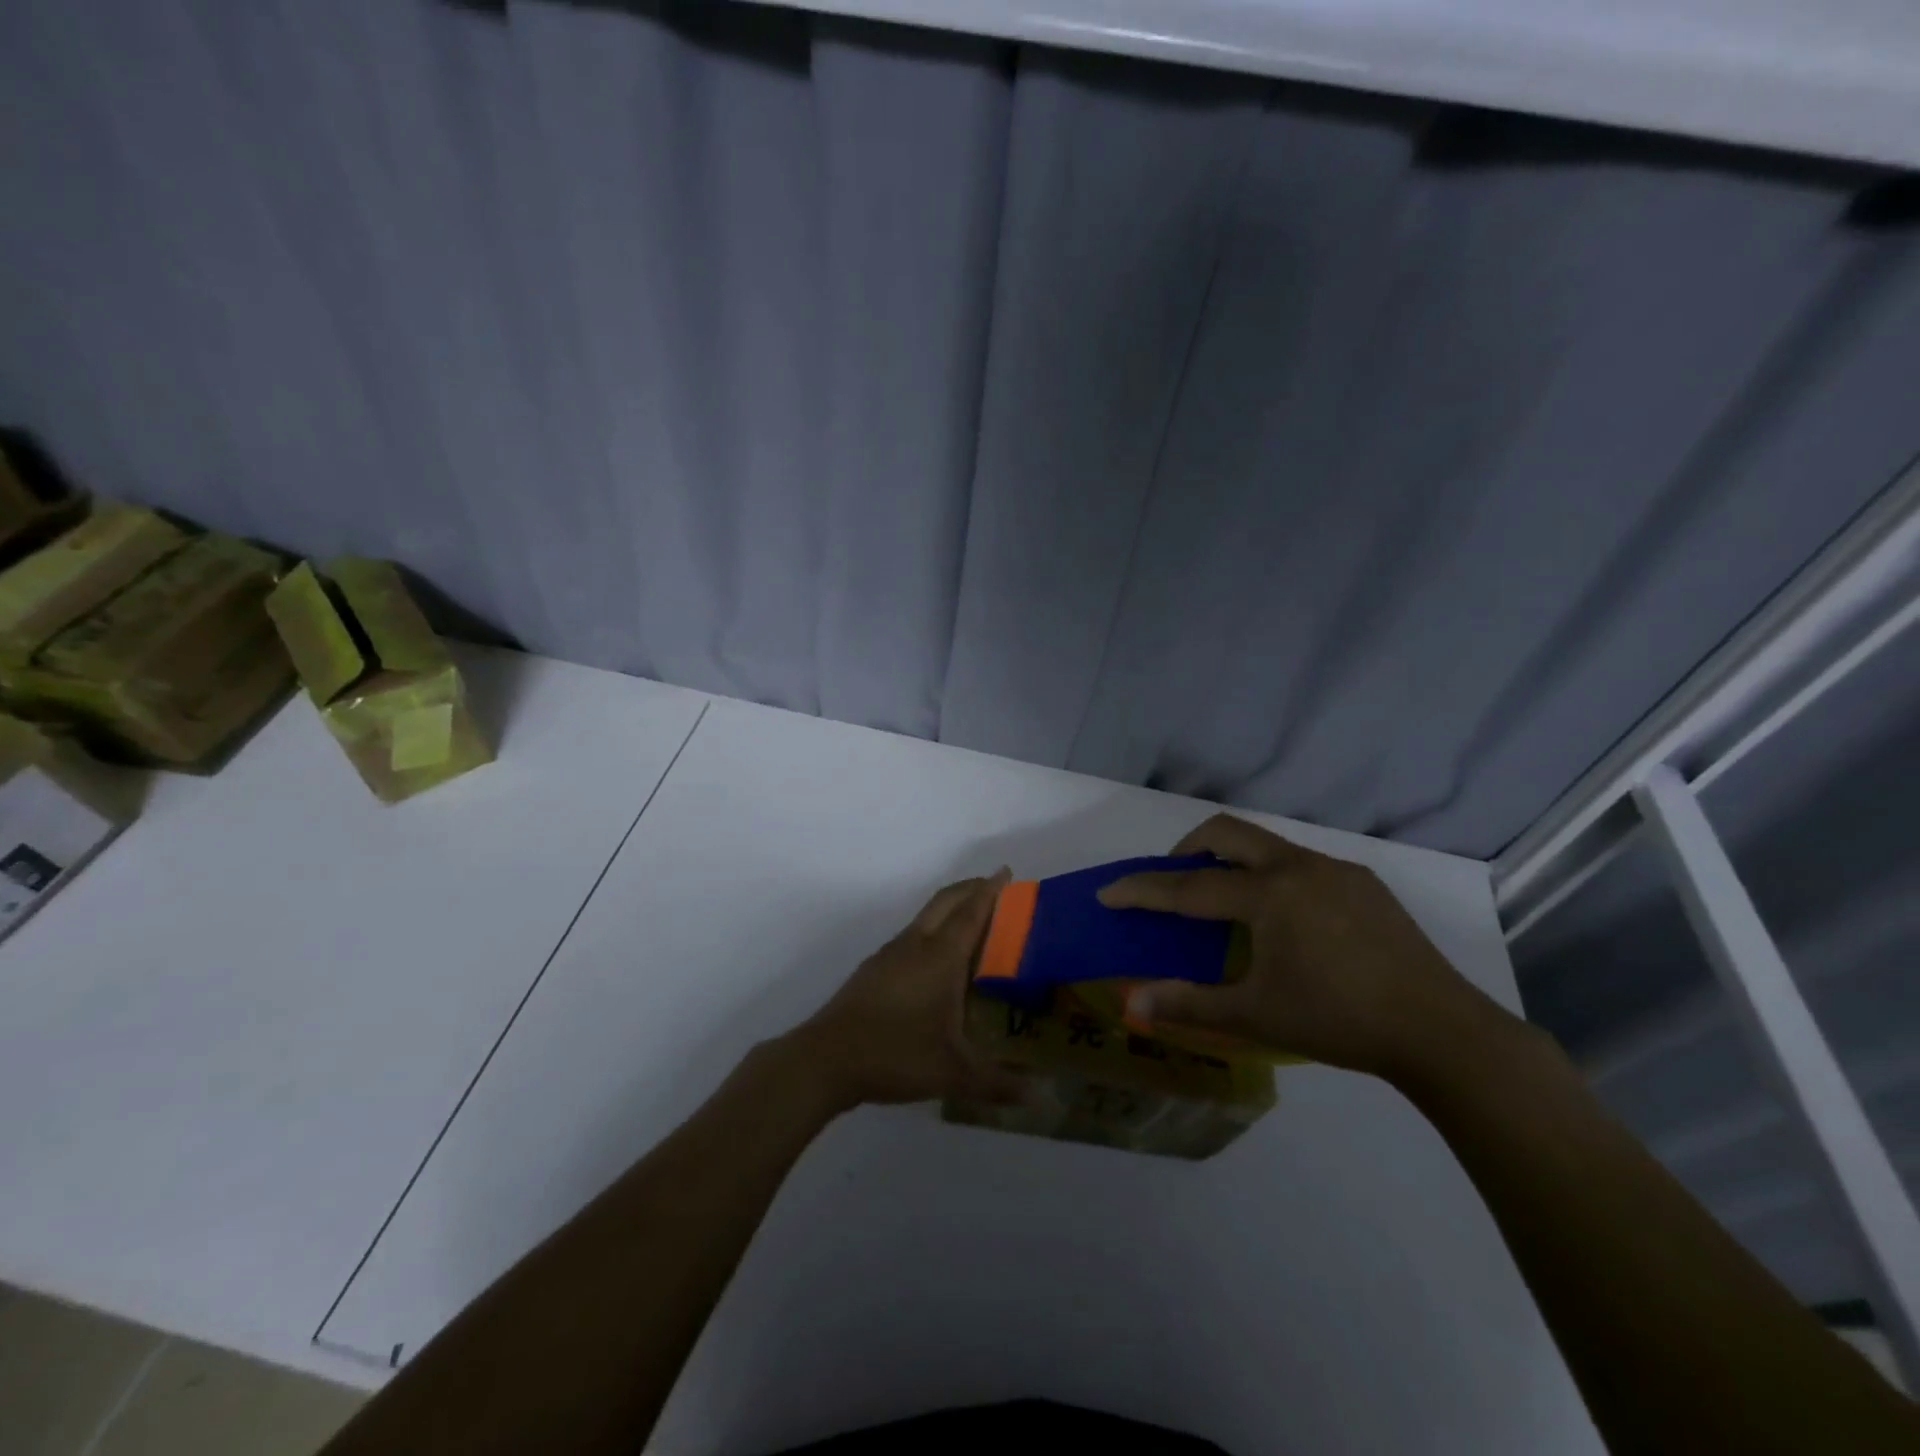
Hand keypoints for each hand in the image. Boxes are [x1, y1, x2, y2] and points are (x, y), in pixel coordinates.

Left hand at [787, 871, 1027, 1111]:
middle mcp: (915, 945)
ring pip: (925, 917)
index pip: (971, 912)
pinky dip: (932, 931)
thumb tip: (1038, 1096)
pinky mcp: (874, 969)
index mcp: (940, 957)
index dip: (990, 890)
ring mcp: (890, 954)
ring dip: (949, 909)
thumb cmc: (896, 1054)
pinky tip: (936, 962)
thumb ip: (997, 1083)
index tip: (1006, 872)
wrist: (826, 1059)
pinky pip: (912, 936)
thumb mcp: (953, 1073)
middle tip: (995, 889)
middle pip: (945, 902)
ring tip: (972, 924)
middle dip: (970, 889)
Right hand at [1098, 814, 1510, 1083]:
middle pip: (1226, 832)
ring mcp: (1334, 869)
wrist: (1442, 1031)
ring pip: (1265, 844)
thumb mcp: (1256, 1015)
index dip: (1143, 890)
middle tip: (1173, 881)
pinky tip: (1284, 920)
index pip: (1189, 886)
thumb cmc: (1338, 1021)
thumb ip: (1190, 1004)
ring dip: (1232, 860)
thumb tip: (1133, 1003)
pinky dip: (1270, 875)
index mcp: (1268, 895)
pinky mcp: (1362, 881)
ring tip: (1226, 903)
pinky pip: (1299, 862)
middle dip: (1187, 848)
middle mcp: (1298, 867)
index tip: (1108, 892)